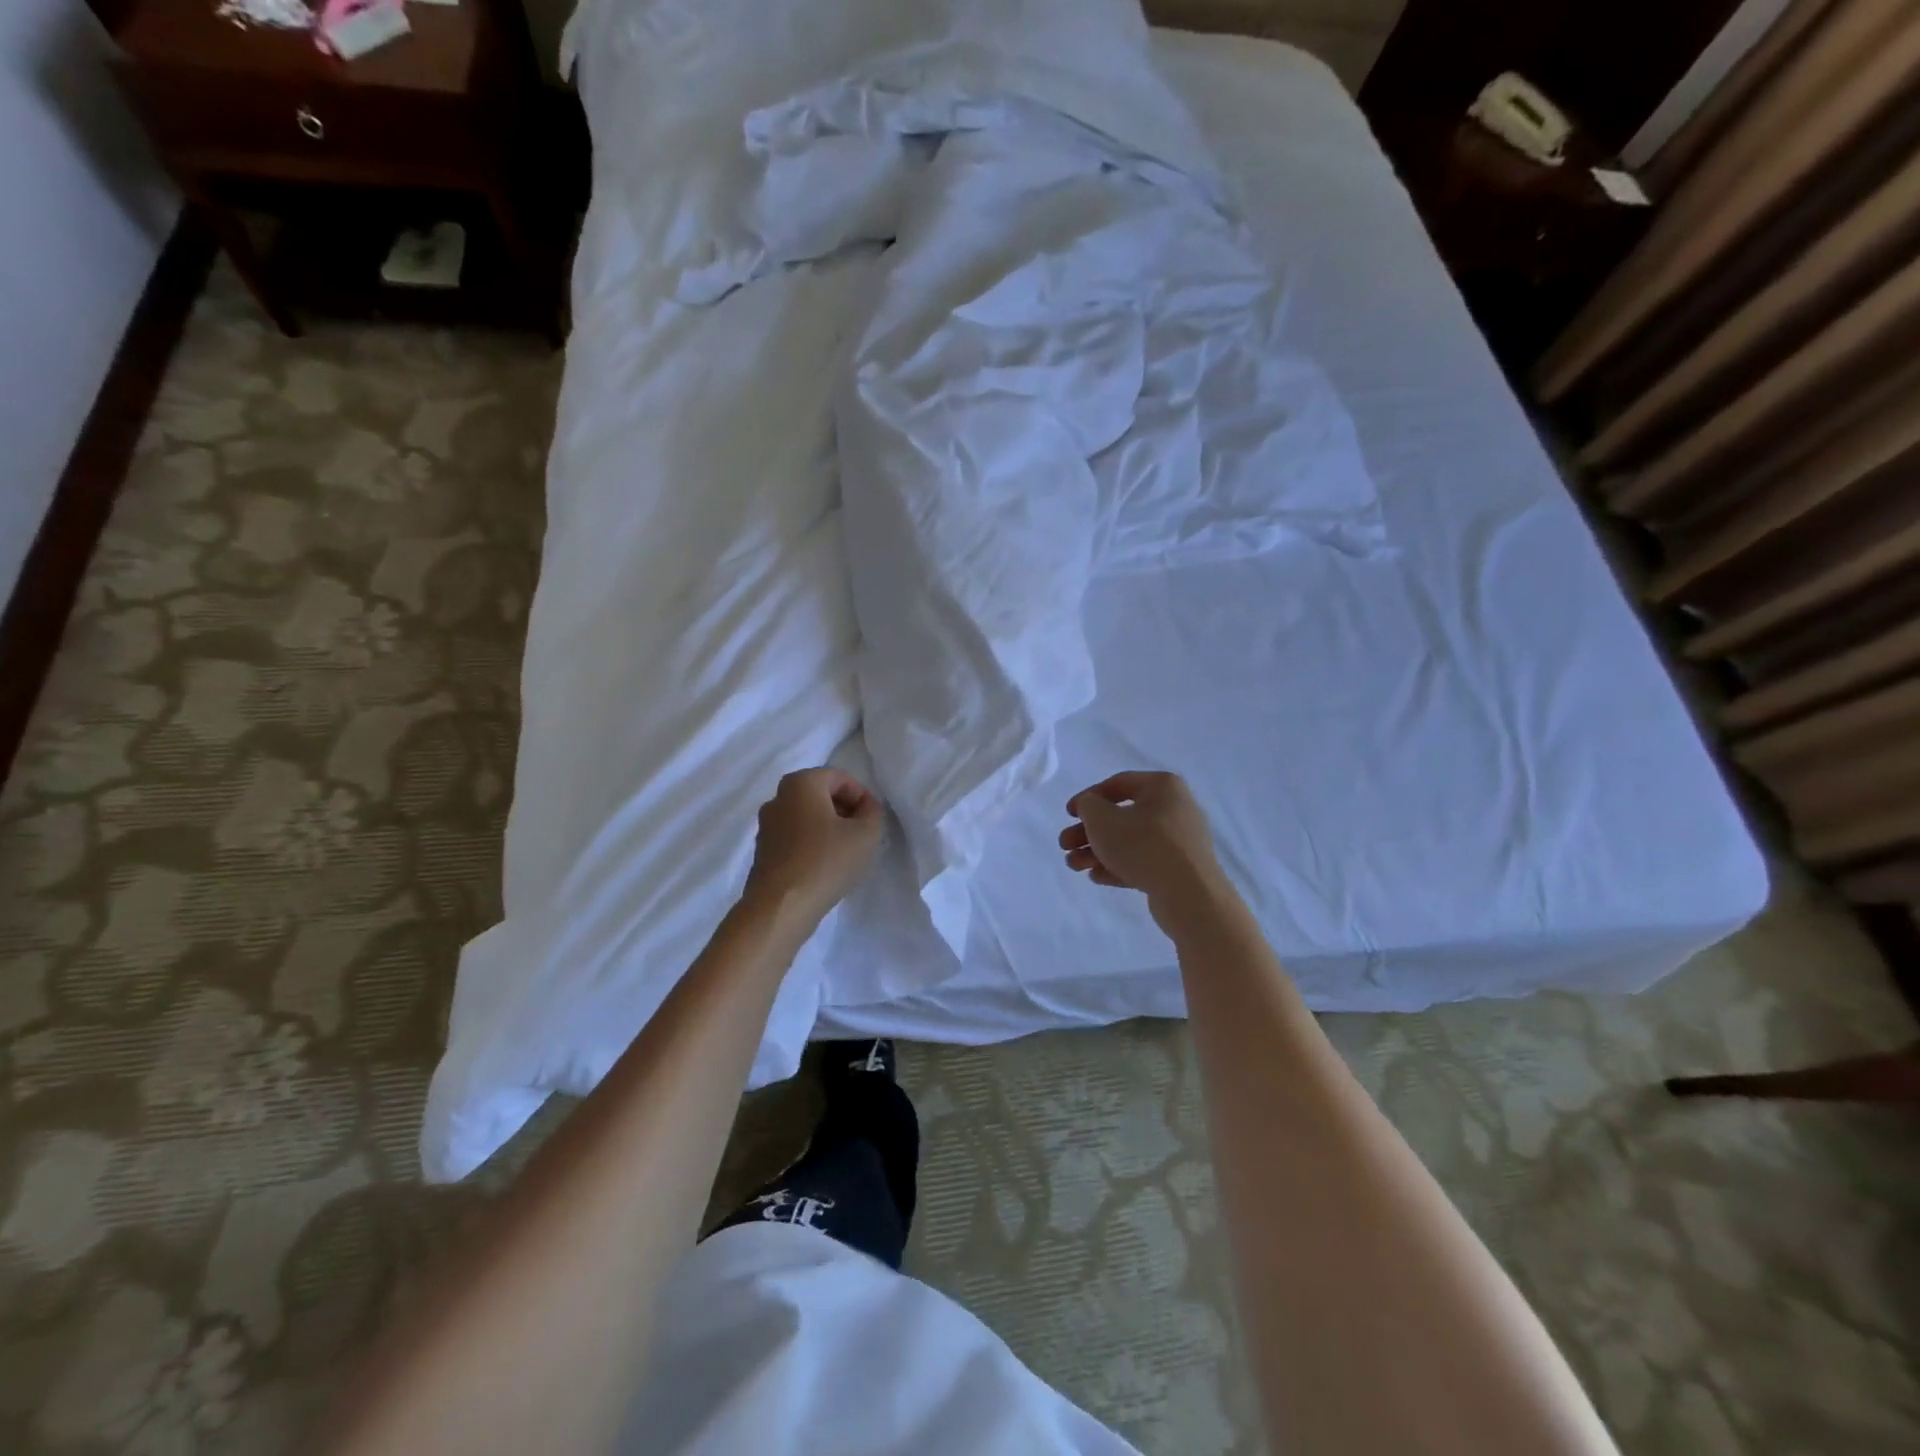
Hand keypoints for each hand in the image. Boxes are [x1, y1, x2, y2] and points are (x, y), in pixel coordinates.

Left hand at [746, 768, 884, 925]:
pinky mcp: (763, 851)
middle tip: (862, 834)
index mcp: (801, 783)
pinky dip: (812, 844)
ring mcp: (766, 825)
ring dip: (828, 828)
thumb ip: (873, 812)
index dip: (862, 796)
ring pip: (806, 817)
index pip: (840, 778)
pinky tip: (825, 867)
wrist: (781, 906)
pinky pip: (794, 837)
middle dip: (845, 811)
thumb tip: (866, 807)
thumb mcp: (866, 833)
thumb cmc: (827, 861)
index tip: (872, 820)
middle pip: (820, 795)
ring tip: (845, 853)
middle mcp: (778, 797)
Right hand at [1059, 772, 1230, 929]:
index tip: (1068, 814)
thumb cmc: (1143, 845)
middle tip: (1065, 845)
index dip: (1088, 797)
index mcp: (1162, 787)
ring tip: (1074, 866)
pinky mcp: (1179, 869)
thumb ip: (1088, 806)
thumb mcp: (1102, 819)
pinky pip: (1143, 862)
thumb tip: (1090, 806)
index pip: (1118, 783)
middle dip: (1088, 832)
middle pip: (1122, 816)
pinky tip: (1096, 877)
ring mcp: (1180, 841)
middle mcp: (1175, 808)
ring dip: (1098, 851)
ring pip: (1130, 841)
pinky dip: (1118, 866)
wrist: (1189, 895)